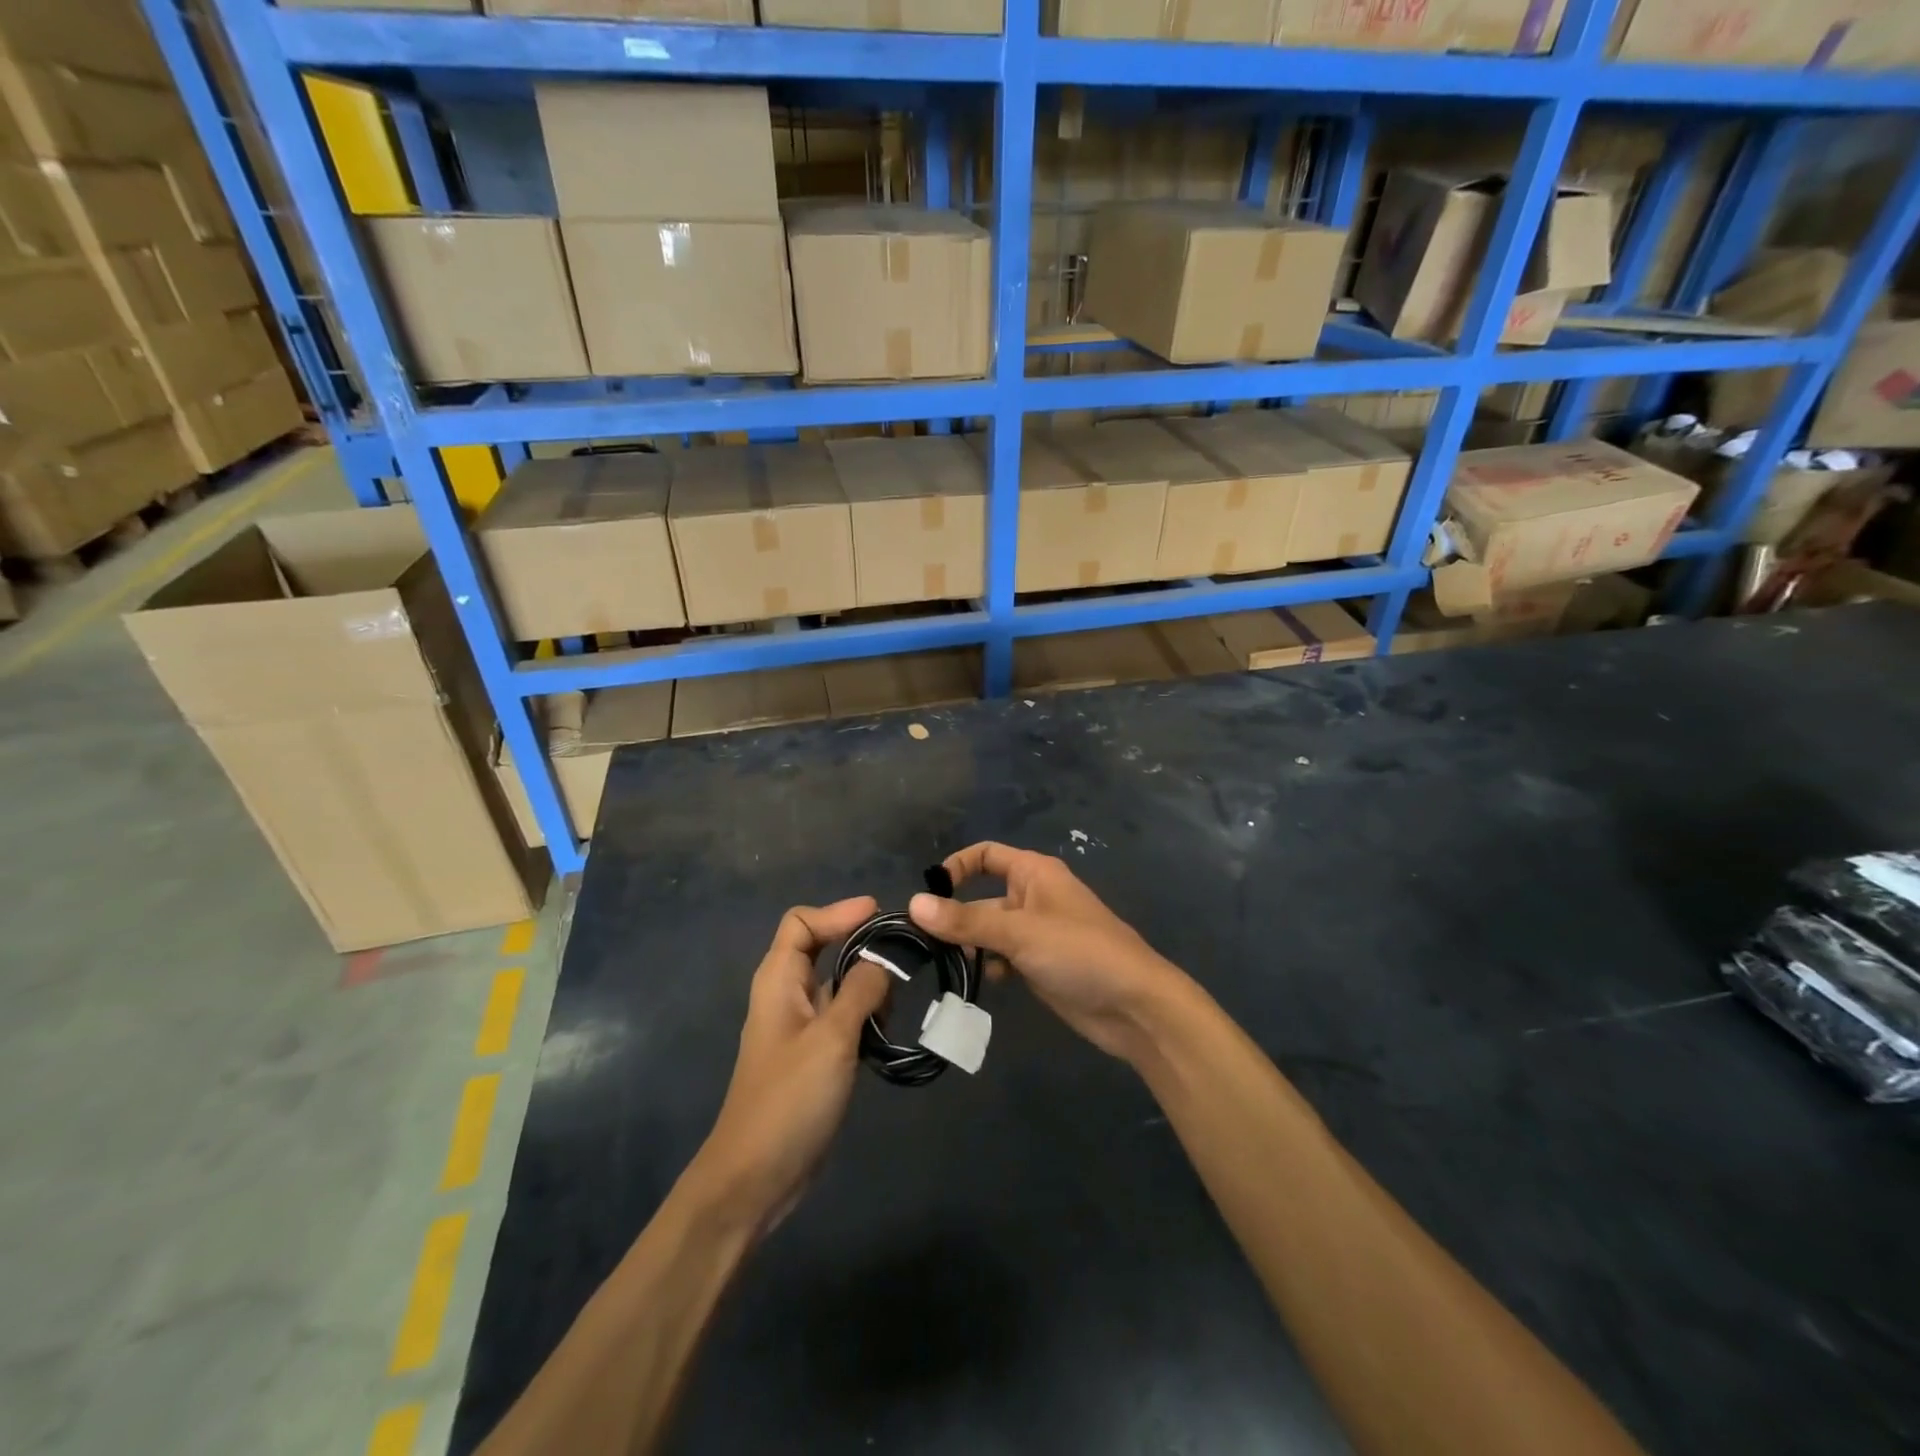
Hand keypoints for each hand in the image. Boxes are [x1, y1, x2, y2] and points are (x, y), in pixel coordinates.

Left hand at [686, 898, 890, 1235]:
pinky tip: (887, 1030)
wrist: (755, 1178)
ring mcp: (799, 1027)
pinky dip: (865, 1014)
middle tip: (903, 952)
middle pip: (822, 948)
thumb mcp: (832, 1038)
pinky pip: (842, 1016)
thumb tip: (882, 962)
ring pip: (837, 983)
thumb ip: (861, 991)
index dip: (839, 912)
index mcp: (779, 981)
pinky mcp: (813, 1055)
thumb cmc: (789, 1100)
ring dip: (867, 983)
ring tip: (898, 999)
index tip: (881, 914)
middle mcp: (786, 995)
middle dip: (860, 944)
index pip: (802, 922)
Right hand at [909, 843, 1187, 1062]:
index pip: (985, 855)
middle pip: (982, 897)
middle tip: (925, 946)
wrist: (1134, 1005)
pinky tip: (984, 984)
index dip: (956, 868)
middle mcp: (1033, 897)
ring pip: (989, 932)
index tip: (929, 896)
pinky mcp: (1040, 965)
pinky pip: (1003, 958)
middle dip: (957, 918)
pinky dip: (990, 967)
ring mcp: (1037, 933)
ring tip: (949, 968)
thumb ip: (966, 920)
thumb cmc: (1079, 952)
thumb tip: (914, 904)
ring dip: (970, 947)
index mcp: (1034, 873)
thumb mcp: (1019, 932)